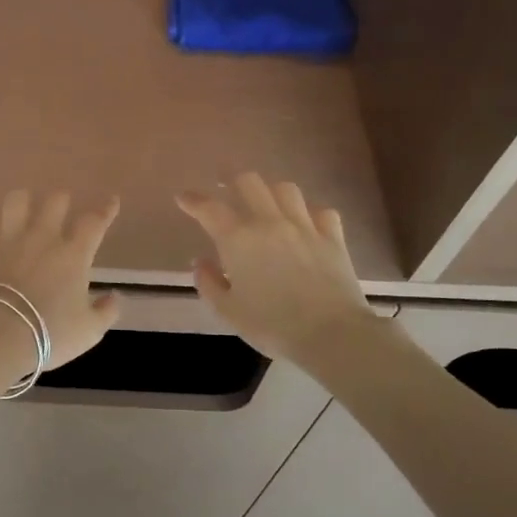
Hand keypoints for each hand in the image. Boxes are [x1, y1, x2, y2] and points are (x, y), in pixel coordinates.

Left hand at [0, 190, 122, 368]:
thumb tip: (115, 296)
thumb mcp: (89, 331)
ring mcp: (8, 239)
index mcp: (73, 255)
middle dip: (62, 200)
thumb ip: (106, 311)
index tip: (111, 200)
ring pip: (17, 201)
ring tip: (25, 207)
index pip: (94, 222)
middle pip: (55, 201)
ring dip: (24, 200)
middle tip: (62, 207)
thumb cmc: (49, 334)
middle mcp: (42, 238)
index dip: (105, 209)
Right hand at [176, 172, 374, 365]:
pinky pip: (321, 211)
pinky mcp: (333, 238)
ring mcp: (305, 227)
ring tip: (266, 203)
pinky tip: (305, 223)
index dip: (193, 200)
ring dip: (271, 192)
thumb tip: (201, 262)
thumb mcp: (227, 311)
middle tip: (226, 189)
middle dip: (233, 181)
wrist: (331, 334)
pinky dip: (309, 213)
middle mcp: (270, 222)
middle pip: (250, 183)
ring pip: (286, 189)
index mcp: (238, 239)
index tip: (183, 198)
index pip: (209, 208)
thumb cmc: (272, 325)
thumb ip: (208, 283)